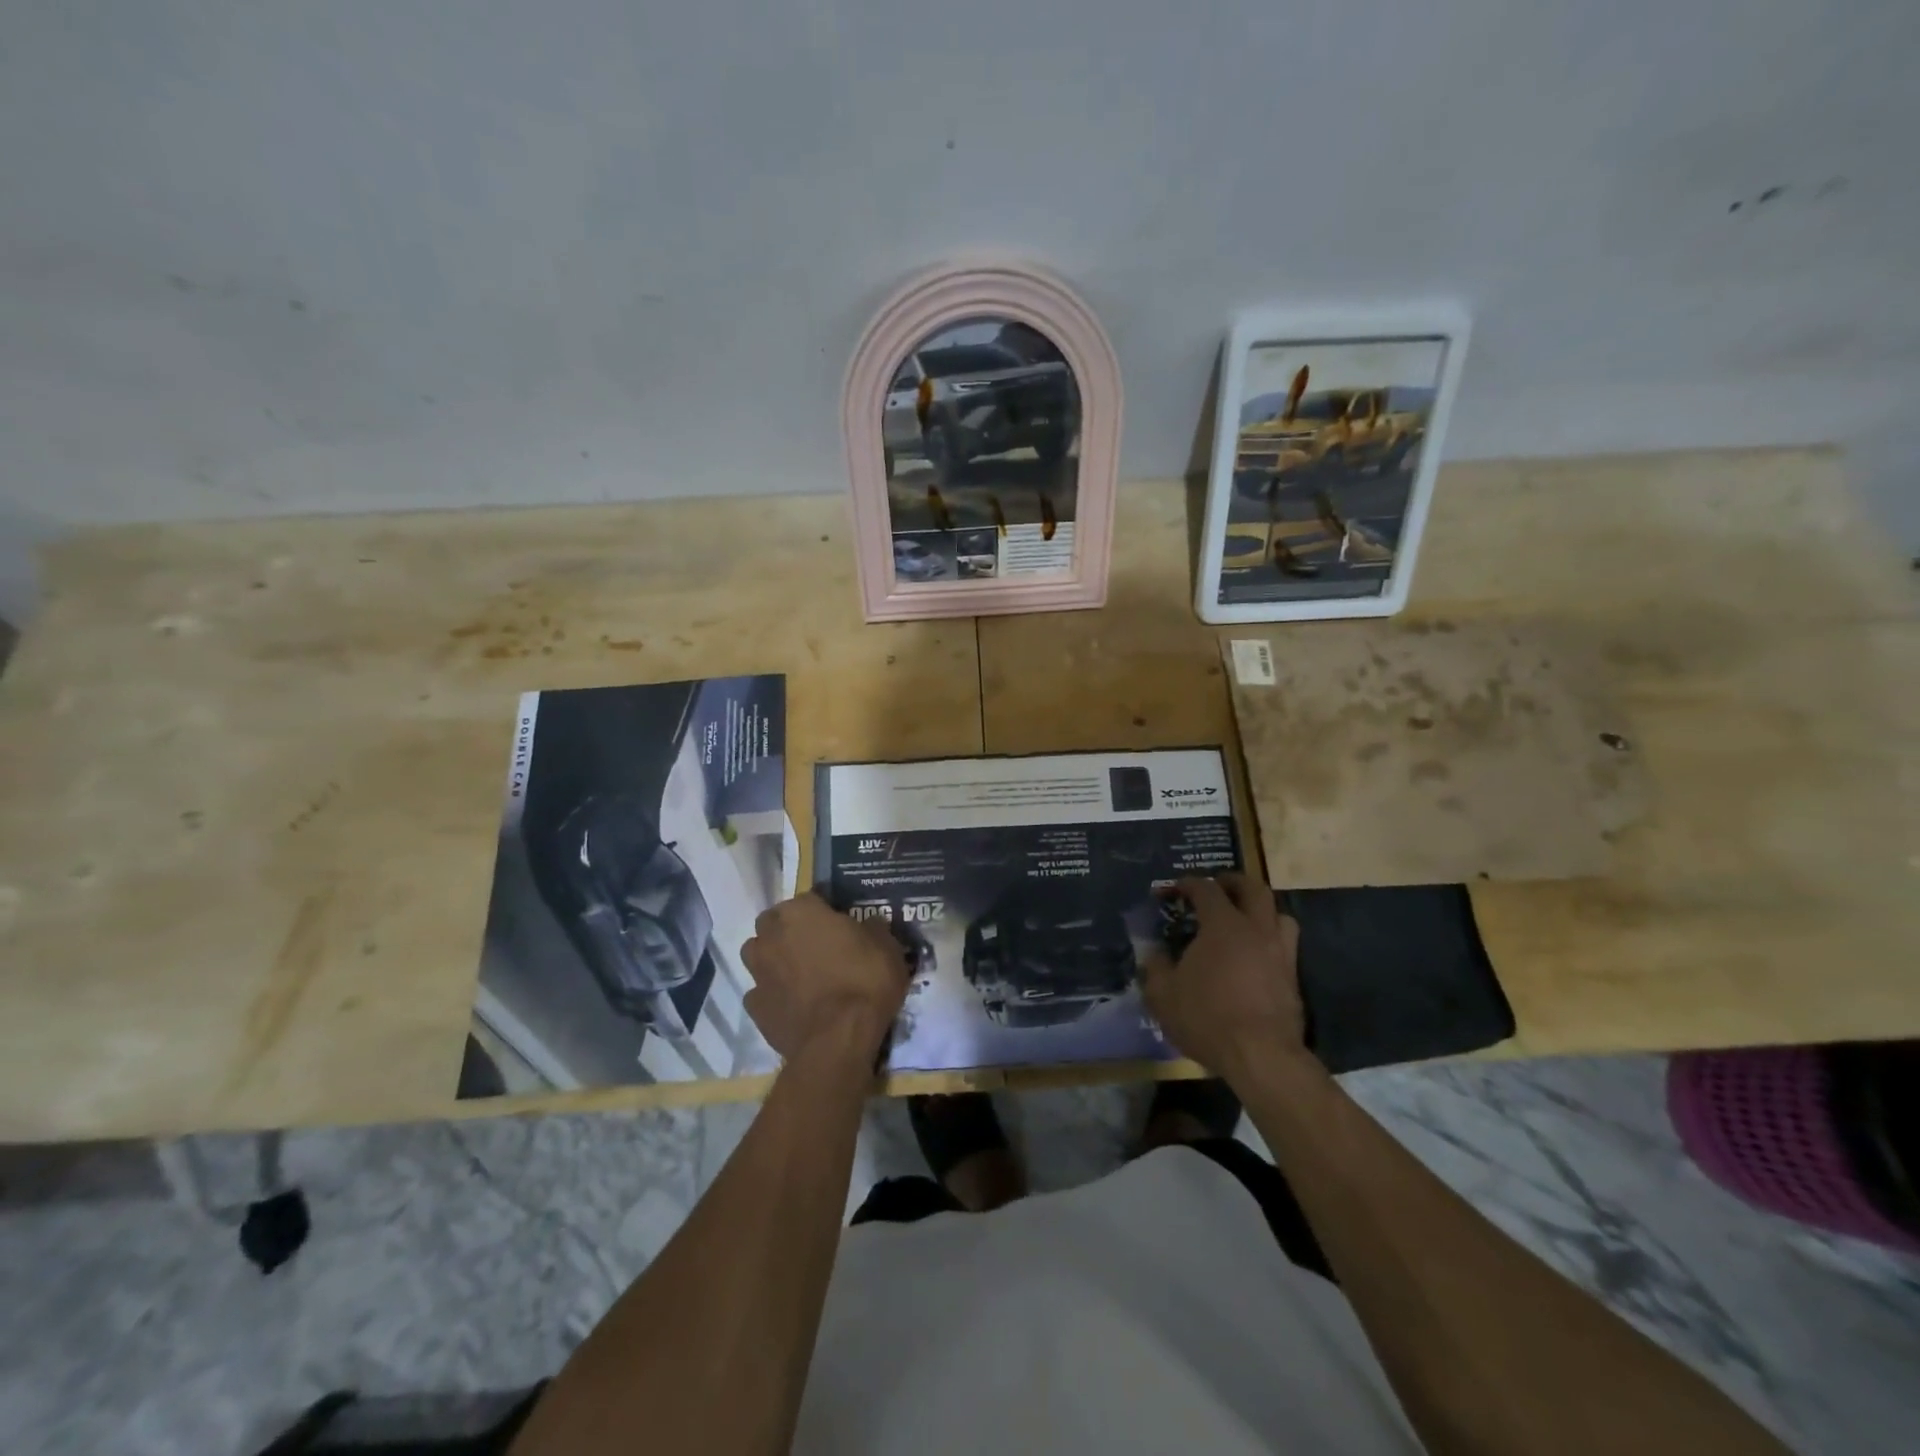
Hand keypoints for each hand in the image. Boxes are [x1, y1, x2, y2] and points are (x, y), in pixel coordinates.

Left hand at [741, 894, 908, 1068]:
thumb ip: (872, 928)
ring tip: (798, 972)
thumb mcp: (886, 946)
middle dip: (789, 929)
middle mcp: (772, 935)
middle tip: (816, 944)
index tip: (839, 923)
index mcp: (801, 912)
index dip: (824, 910)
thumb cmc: (864, 981)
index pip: (809, 898)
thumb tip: (869, 924)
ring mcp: (758, 971)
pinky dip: (773, 993)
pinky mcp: (754, 1006)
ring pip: (758, 953)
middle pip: (774, 922)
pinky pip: (761, 991)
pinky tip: (792, 1003)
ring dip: (773, 957)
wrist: (838, 1039)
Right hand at [1141, 874, 1308, 1083]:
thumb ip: (1155, 966)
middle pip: (1253, 888)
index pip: (1206, 888)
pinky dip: (1269, 940)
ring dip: (1260, 909)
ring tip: (1244, 919)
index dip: (1187, 883)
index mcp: (1223, 924)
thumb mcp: (1163, 994)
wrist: (1261, 1056)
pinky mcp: (1293, 978)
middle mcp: (1256, 929)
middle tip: (1217, 886)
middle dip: (1233, 882)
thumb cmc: (1207, 1017)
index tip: (1173, 889)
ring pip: (1279, 914)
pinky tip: (1255, 956)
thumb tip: (1153, 951)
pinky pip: (1285, 945)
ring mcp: (1280, 953)